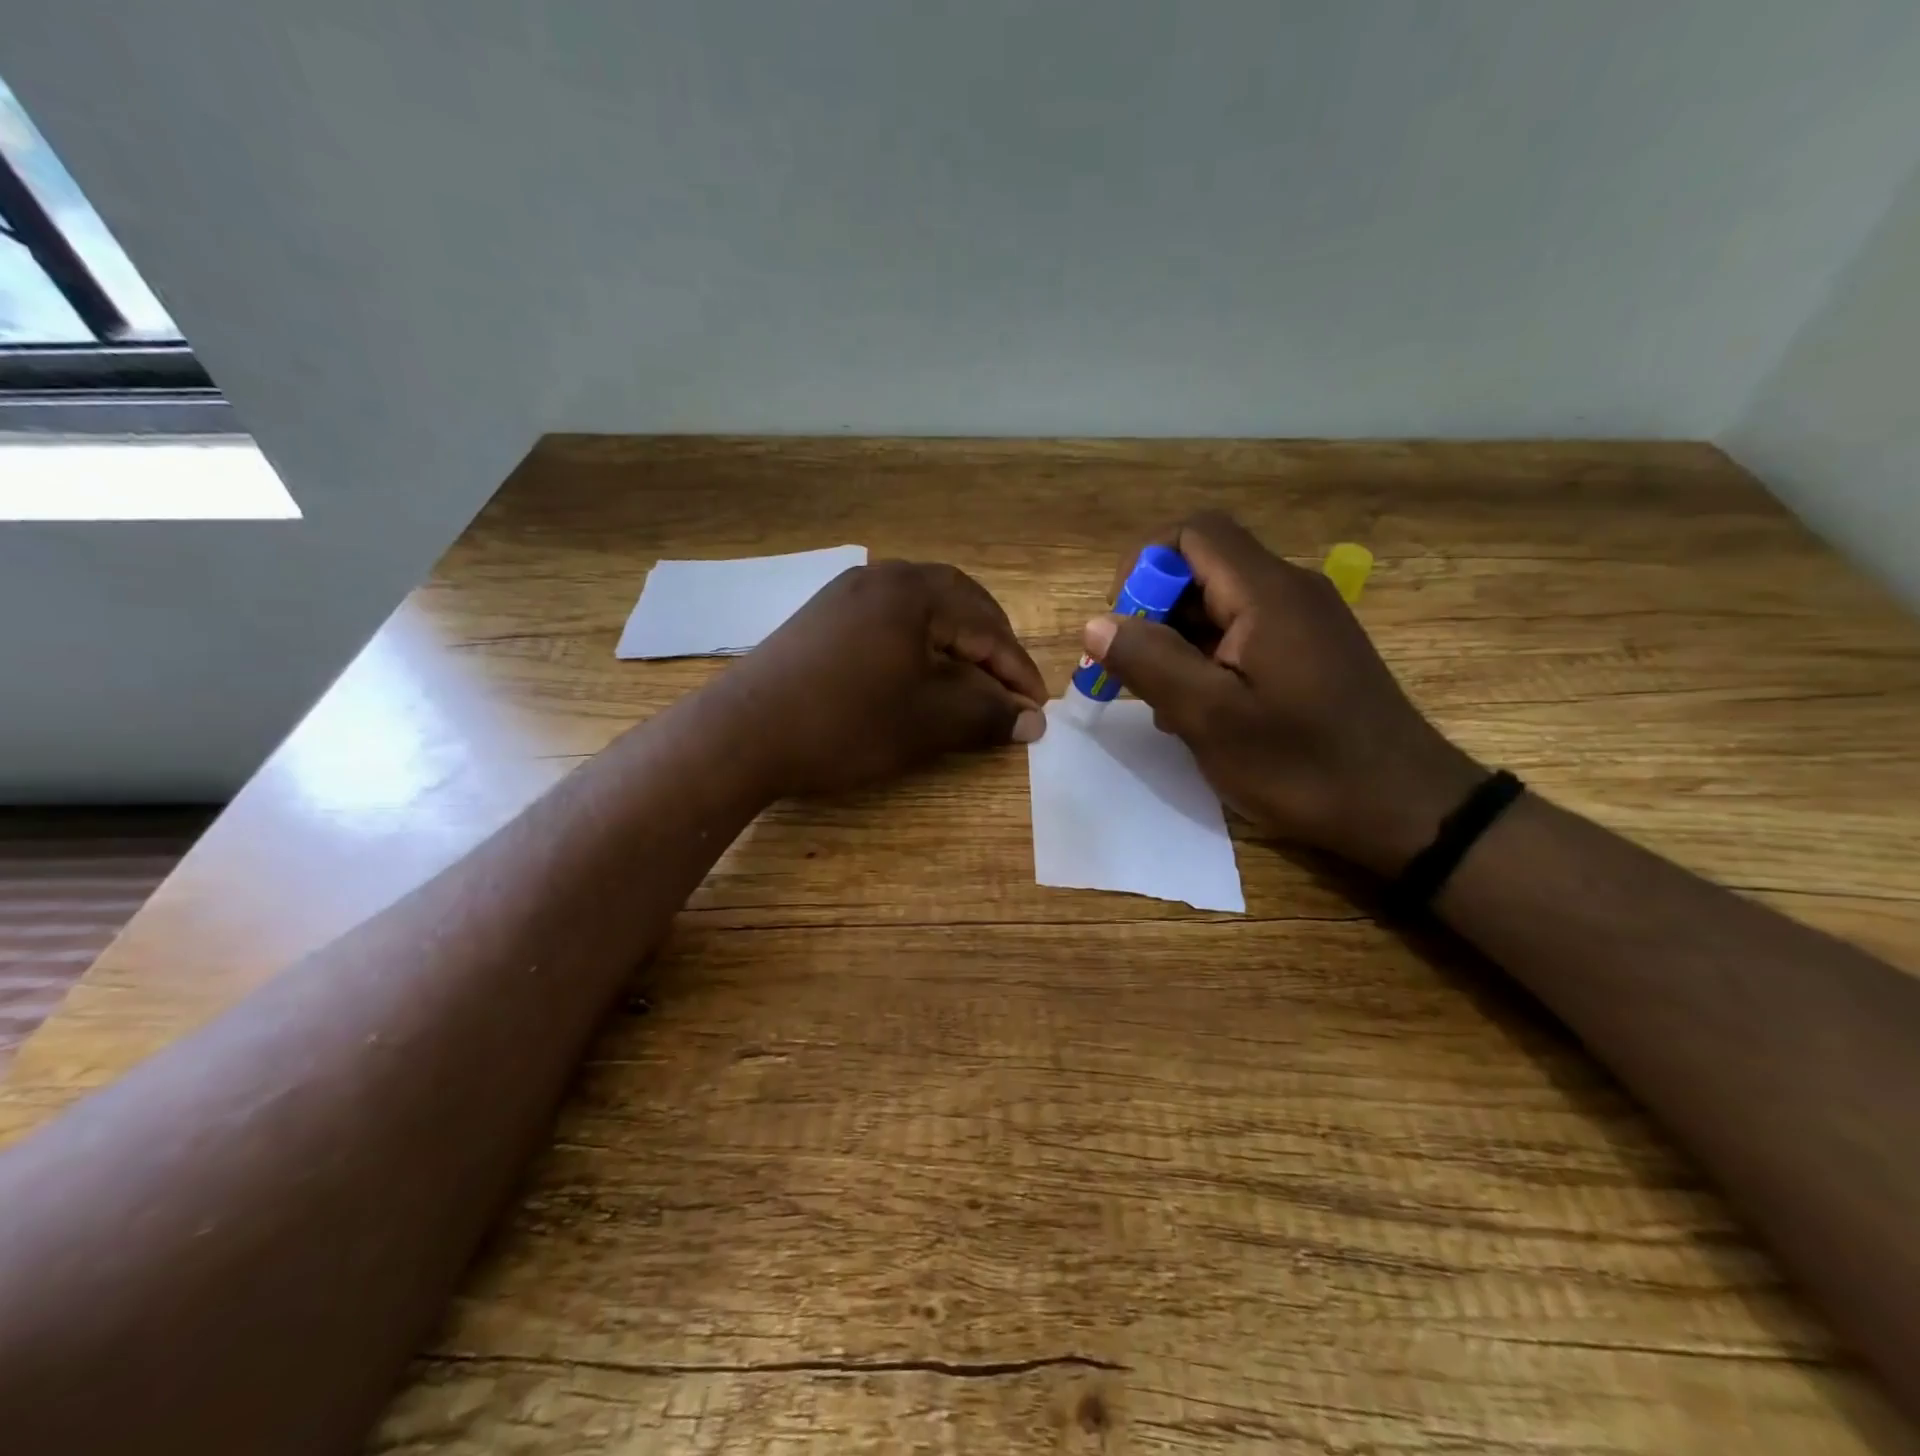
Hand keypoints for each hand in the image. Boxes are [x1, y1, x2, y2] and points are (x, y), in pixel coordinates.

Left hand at [717, 560, 1047, 797]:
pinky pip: (889, 620)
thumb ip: (988, 715)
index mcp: (915, 591)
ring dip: (954, 644)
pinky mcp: (823, 615)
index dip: (1017, 670)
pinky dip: (918, 644)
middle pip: (958, 604)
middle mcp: (882, 576)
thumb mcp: (928, 722)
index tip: (1037, 708)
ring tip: (971, 682)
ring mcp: (847, 592)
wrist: (743, 733)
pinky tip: (918, 672)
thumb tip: (1034, 722)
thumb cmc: (846, 723)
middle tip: (1009, 689)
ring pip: (923, 610)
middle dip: (991, 648)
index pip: (988, 627)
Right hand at [1082, 512, 1481, 874]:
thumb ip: (1149, 663)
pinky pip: (1243, 633)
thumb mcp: (1211, 718)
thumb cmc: (1302, 764)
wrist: (1404, 807)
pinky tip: (1206, 712)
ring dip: (1179, 643)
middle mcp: (1289, 590)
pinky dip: (1209, 659)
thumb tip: (1095, 624)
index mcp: (1266, 593)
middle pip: (1202, 567)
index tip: (1123, 626)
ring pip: (1219, 605)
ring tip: (1170, 705)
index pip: (1191, 533)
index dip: (1143, 566)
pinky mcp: (1311, 650)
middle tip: (1139, 677)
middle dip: (1155, 614)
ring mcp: (1304, 620)